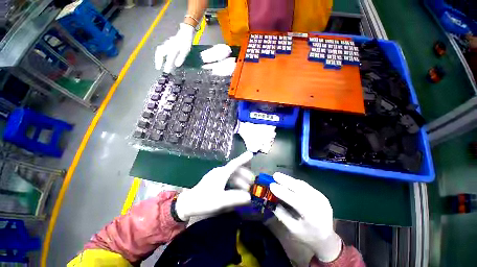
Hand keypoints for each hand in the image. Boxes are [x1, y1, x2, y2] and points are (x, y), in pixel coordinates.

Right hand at [155, 23, 194, 72]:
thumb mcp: (185, 51)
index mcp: (173, 49)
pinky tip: (161, 58)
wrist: (185, 32)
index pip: (169, 59)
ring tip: (158, 64)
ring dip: (158, 58)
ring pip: (159, 51)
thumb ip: (181, 58)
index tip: (166, 71)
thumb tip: (176, 65)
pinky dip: (159, 55)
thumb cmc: (186, 43)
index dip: (167, 66)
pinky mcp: (167, 43)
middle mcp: (168, 46)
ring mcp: (166, 44)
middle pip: (160, 54)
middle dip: (158, 61)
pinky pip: (161, 49)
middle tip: (158, 67)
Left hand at [175, 152, 254, 220]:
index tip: (251, 154)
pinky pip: (228, 179)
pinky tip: (237, 190)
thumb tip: (249, 197)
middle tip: (252, 183)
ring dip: (240, 180)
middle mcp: (220, 172)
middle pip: (235, 170)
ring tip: (247, 189)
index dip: (243, 159)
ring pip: (232, 175)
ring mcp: (217, 176)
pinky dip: (234, 183)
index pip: (234, 164)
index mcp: (221, 173)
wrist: (188, 204)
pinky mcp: (215, 181)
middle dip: (245, 175)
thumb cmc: (204, 201)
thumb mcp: (220, 201)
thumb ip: (235, 198)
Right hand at [270, 173, 341, 261]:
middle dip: (286, 181)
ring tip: (279, 176)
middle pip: (301, 189)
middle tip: (275, 175)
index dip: (283, 192)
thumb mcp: (293, 229)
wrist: (327, 238)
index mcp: (313, 217)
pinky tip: (288, 181)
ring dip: (290, 180)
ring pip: (303, 185)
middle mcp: (319, 205)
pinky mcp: (321, 194)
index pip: (296, 201)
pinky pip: (306, 186)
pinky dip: (295, 182)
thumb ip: (282, 214)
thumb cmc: (308, 236)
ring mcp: (321, 198)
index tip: (271, 185)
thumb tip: (272, 200)